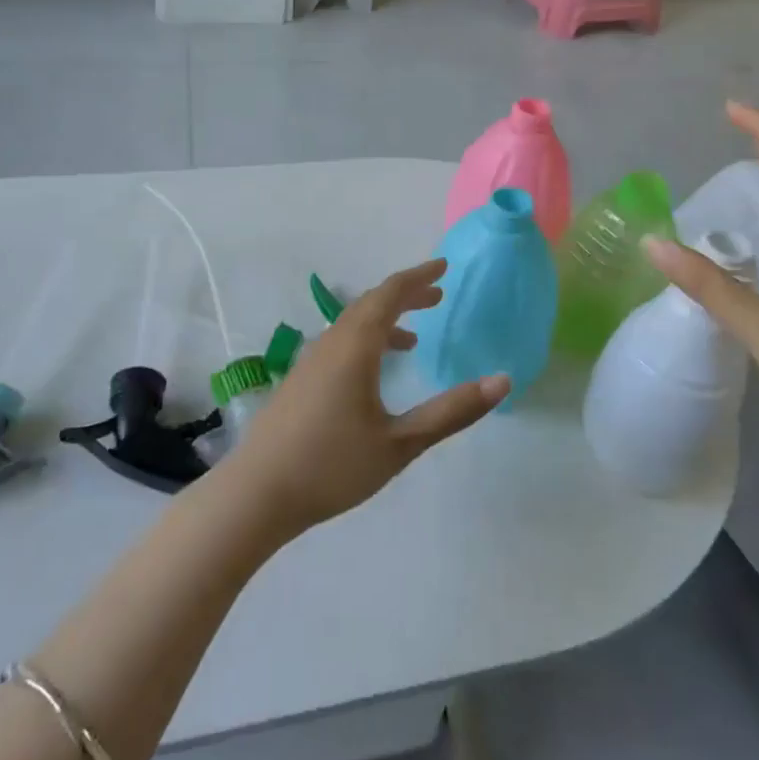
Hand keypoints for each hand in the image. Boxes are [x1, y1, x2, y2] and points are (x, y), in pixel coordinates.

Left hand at [217, 258, 509, 536]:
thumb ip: (451, 412)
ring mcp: (311, 360)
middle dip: (406, 295)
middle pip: (371, 304)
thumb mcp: (400, 443)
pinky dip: (367, 340)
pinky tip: (374, 371)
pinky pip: (340, 343)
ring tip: (415, 337)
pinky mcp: (300, 380)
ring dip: (385, 320)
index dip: (419, 277)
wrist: (257, 492)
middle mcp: (331, 342)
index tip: (444, 266)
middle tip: (438, 295)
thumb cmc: (332, 465)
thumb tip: (501, 381)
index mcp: (355, 346)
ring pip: (353, 324)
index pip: (390, 294)